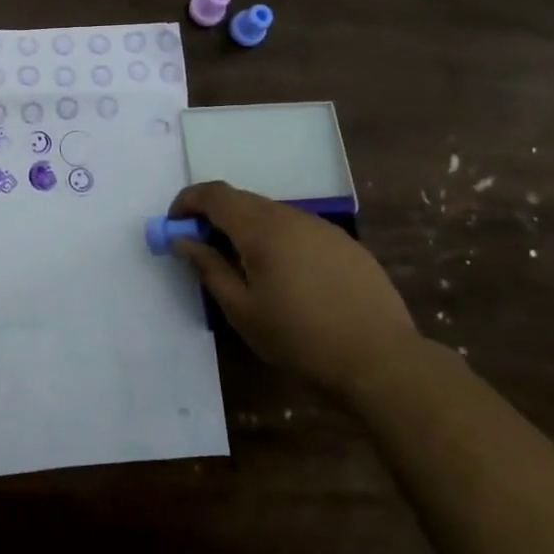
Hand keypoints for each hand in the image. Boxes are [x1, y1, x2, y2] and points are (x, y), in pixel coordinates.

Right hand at [170, 181, 421, 393]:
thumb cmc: (298, 337)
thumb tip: (181, 239)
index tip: (174, 225)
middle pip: (242, 200)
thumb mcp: (241, 310)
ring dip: (247, 228)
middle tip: (203, 250)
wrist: (379, 359)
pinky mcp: (344, 243)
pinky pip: (298, 229)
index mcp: (261, 229)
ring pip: (272, 214)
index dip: (187, 202)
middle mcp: (291, 217)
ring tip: (243, 267)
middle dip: (214, 216)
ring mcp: (322, 227)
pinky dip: (277, 239)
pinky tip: (286, 277)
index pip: (214, 194)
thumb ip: (208, 267)